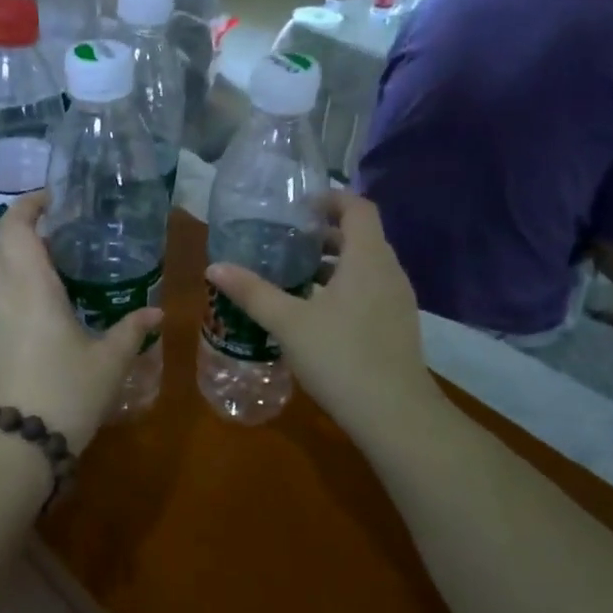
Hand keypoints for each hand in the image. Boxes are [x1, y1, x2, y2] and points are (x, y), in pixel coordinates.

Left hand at [0, 193, 162, 453]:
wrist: (15, 445)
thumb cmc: (66, 394)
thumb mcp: (109, 363)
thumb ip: (132, 331)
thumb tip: (156, 312)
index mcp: (31, 287)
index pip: (16, 227)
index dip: (28, 204)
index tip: (53, 198)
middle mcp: (2, 294)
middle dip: (18, 225)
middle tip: (54, 227)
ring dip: (10, 253)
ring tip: (48, 260)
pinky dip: (8, 280)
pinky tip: (37, 300)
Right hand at [205, 191, 442, 441]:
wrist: (394, 414)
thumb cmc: (340, 356)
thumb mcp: (288, 322)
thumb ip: (252, 292)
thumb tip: (214, 267)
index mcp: (367, 259)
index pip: (358, 208)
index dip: (331, 198)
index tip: (299, 206)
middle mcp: (389, 272)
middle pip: (361, 236)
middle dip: (325, 234)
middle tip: (287, 241)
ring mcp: (397, 301)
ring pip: (365, 266)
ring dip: (333, 264)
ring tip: (294, 276)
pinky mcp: (396, 326)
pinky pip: (369, 290)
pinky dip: (343, 288)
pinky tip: (315, 313)